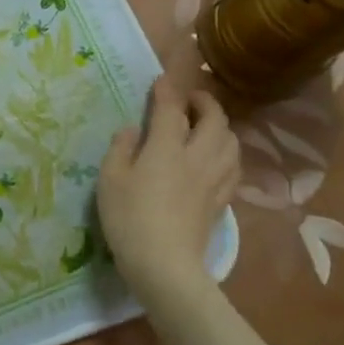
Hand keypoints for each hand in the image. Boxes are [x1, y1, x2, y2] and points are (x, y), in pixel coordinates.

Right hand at [98, 43, 239, 304]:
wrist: (164, 264)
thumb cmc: (129, 218)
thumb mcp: (110, 180)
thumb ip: (120, 149)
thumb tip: (131, 130)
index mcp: (166, 147)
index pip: (171, 109)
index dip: (166, 91)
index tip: (161, 81)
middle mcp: (197, 156)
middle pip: (214, 119)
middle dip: (205, 103)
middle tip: (190, 101)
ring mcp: (214, 179)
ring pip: (231, 141)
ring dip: (221, 126)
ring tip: (206, 127)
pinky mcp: (222, 200)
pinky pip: (234, 166)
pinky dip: (227, 153)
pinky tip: (216, 159)